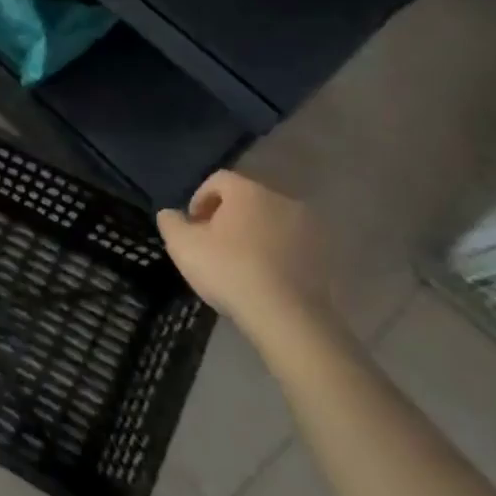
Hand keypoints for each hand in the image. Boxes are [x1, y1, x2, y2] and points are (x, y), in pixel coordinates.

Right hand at [156, 170, 328, 333]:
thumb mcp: (182, 245)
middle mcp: (283, 200)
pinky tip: (264, 277)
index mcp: (248, 191)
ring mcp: (310, 227)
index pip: (218, 180)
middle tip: (213, 245)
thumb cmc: (228, 270)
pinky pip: (292, 245)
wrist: (286, 315)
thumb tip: (170, 213)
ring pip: (272, 221)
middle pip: (247, 199)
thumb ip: (171, 222)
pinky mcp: (325, 255)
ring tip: (240, 263)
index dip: (199, 199)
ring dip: (254, 234)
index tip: (192, 226)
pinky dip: (276, 253)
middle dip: (228, 217)